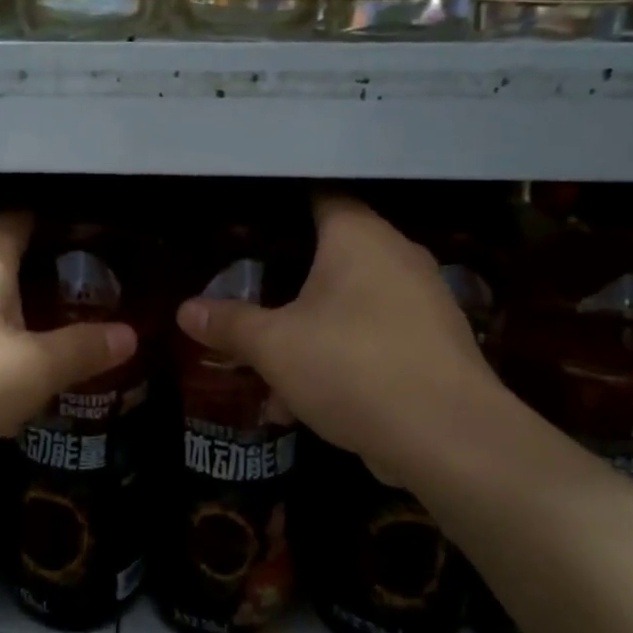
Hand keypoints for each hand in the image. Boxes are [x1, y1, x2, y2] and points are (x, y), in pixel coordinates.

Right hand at [175, 193, 505, 481]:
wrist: (448, 437)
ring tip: (268, 357)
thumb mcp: (274, 346)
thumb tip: (185, 311)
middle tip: (248, 288)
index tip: (246, 219)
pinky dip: (339, 355)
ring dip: (310, 326)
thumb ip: (229, 324)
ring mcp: (423, 302)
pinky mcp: (434, 346)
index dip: (282, 203)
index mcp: (359, 237)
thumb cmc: (351, 367)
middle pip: (333, 252)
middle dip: (288, 276)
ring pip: (351, 302)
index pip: (320, 195)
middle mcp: (398, 257)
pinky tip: (304, 399)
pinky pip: (372, 337)